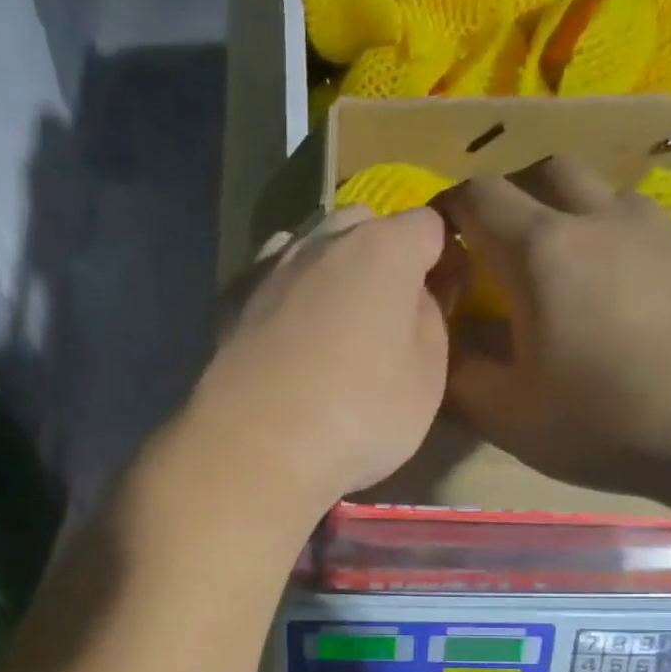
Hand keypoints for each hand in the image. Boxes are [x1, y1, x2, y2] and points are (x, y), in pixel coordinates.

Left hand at [183, 204, 457, 522]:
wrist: (256, 447)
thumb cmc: (358, 415)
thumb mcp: (427, 379)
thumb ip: (429, 324)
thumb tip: (414, 299)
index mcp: (383, 249)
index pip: (426, 226)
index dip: (438, 258)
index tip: (440, 296)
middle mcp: (323, 243)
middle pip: (361, 224)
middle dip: (379, 252)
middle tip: (384, 309)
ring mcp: (270, 270)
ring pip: (309, 246)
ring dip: (327, 270)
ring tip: (331, 319)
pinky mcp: (231, 305)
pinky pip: (267, 280)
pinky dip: (283, 293)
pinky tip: (284, 329)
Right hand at [436, 156, 670, 497]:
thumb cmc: (609, 420)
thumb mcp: (511, 416)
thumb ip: (461, 378)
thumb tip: (437, 349)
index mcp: (540, 251)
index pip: (477, 198)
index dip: (444, 209)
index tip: (430, 240)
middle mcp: (598, 220)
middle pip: (542, 171)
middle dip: (506, 196)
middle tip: (491, 247)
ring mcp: (658, 231)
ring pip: (597, 193)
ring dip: (563, 214)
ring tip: (554, 272)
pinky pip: (638, 226)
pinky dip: (608, 241)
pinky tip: (613, 296)